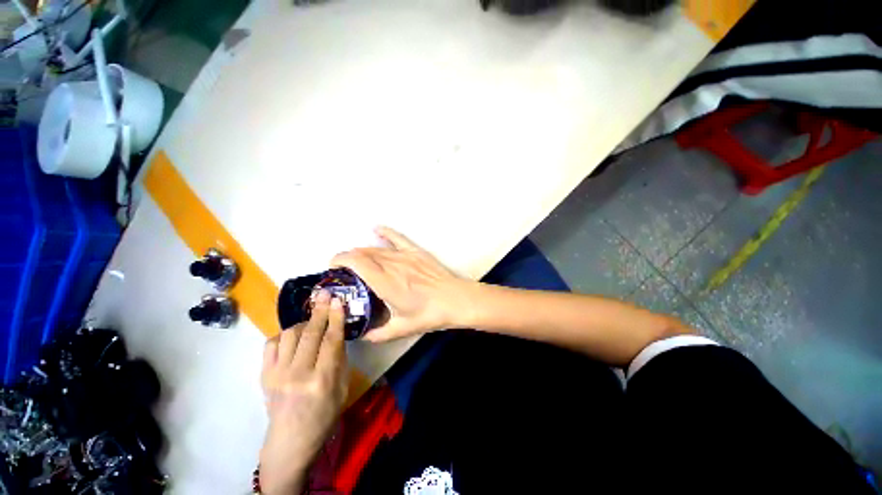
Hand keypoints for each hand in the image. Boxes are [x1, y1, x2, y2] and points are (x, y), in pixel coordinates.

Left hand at [260, 291, 347, 493]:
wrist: (290, 440)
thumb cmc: (324, 415)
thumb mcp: (342, 388)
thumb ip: (339, 359)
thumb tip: (336, 334)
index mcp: (322, 379)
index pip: (331, 340)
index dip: (335, 318)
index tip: (338, 300)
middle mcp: (298, 374)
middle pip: (310, 333)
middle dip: (319, 310)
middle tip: (324, 294)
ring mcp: (277, 374)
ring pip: (289, 334)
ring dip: (302, 323)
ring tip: (311, 322)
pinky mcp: (263, 375)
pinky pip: (270, 344)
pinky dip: (282, 336)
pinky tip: (291, 338)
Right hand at [331, 226, 478, 341]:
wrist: (456, 300)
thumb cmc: (430, 314)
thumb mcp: (402, 328)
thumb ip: (378, 334)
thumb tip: (361, 336)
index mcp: (386, 282)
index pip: (356, 262)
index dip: (340, 260)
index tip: (333, 268)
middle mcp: (392, 264)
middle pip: (363, 253)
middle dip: (349, 259)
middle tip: (346, 272)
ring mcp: (405, 255)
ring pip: (376, 247)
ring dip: (362, 251)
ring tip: (358, 260)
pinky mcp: (416, 251)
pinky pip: (397, 237)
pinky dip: (385, 232)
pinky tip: (376, 229)